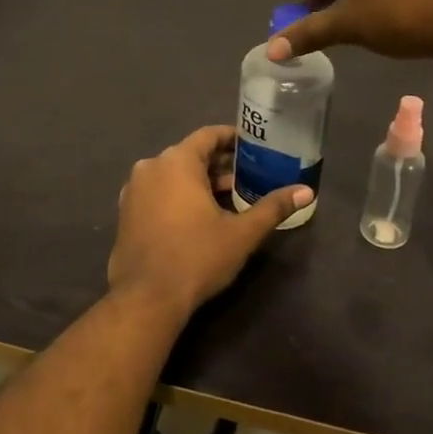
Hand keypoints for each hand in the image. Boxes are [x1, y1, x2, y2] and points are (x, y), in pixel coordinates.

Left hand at [108, 126, 310, 315]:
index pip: (207, 136)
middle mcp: (150, 167)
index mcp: (176, 162)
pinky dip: (178, 195)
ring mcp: (133, 189)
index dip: (232, 138)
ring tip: (229, 196)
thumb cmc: (196, 257)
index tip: (253, 147)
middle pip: (190, 154)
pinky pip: (157, 191)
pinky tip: (199, 215)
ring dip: (199, 181)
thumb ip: (272, 208)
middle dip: (219, 163)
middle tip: (248, 175)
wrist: (146, 297)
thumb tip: (306, 191)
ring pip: (172, 174)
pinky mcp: (126, 212)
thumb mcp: (241, 233)